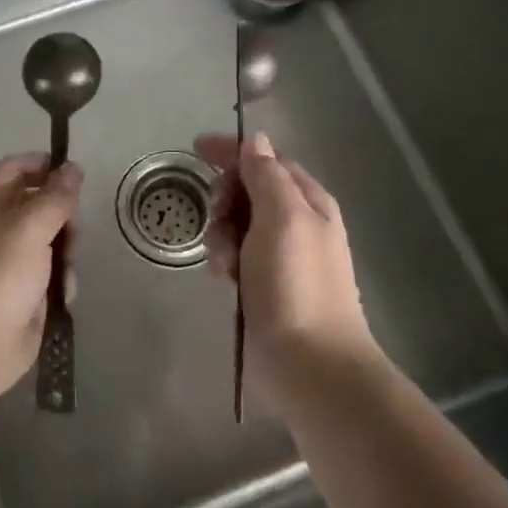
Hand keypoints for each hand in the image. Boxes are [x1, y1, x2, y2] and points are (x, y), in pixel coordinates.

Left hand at [0, 153, 83, 402]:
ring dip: (65, 253)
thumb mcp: (30, 226)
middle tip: (73, 233)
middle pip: (39, 205)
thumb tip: (73, 167)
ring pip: (50, 241)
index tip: (76, 176)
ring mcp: (6, 261)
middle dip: (62, 218)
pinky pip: (50, 274)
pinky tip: (59, 295)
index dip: (45, 166)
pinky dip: (59, 281)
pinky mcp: (21, 292)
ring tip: (64, 271)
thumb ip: (56, 196)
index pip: (16, 167)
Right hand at [195, 131, 376, 380]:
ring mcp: (280, 256)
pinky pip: (235, 256)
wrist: (311, 366)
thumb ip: (266, 175)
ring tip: (223, 263)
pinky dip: (225, 261)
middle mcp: (297, 223)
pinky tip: (225, 280)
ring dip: (221, 235)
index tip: (196, 149)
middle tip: (217, 216)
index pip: (266, 159)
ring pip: (236, 224)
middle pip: (248, 190)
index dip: (232, 152)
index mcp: (308, 201)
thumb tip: (256, 141)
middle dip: (225, 199)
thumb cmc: (296, 285)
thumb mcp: (282, 218)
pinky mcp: (264, 285)